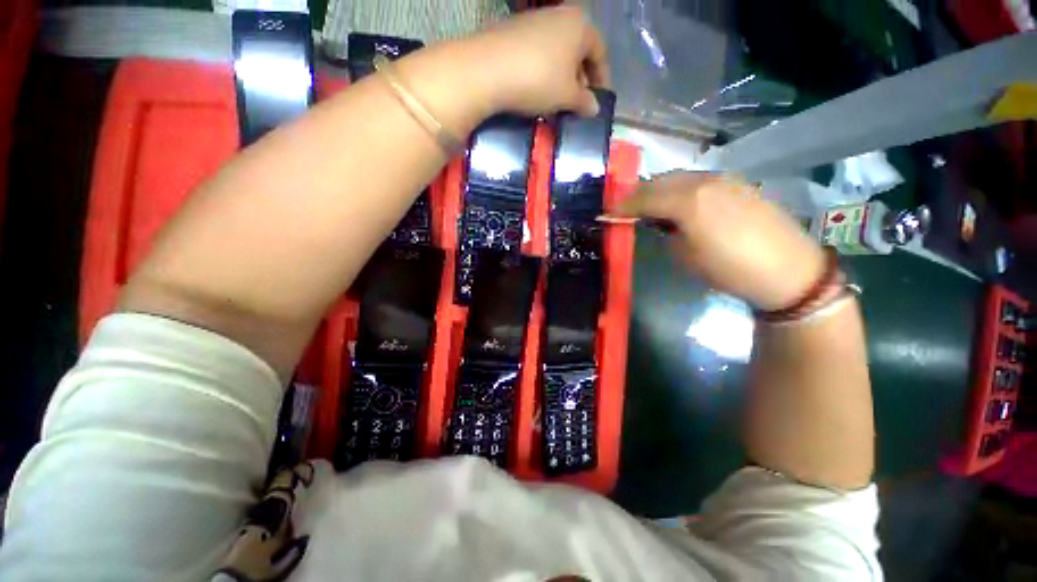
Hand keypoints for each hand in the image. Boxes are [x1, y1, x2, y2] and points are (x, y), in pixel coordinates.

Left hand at [461, 6, 609, 116]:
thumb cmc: (538, 80)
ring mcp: (533, 21)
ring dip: (560, 78)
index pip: (600, 53)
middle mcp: (559, 15)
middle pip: (578, 51)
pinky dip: (542, 72)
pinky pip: (537, 54)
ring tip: (555, 101)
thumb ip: (584, 102)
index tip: (598, 102)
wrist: (486, 70)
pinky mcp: (513, 31)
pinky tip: (536, 91)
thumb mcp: (567, 96)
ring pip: (557, 53)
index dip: (602, 80)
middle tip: (576, 104)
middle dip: (580, 80)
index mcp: (580, 24)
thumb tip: (594, 107)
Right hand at [616, 172, 826, 310]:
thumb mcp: (686, 257)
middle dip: (638, 194)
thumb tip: (657, 222)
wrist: (788, 269)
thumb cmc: (730, 268)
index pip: (644, 198)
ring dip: (659, 189)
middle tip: (625, 208)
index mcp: (688, 202)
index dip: (623, 206)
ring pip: (678, 177)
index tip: (608, 213)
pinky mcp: (736, 182)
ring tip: (649, 205)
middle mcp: (703, 181)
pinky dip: (679, 188)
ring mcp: (723, 178)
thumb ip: (665, 233)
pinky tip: (678, 202)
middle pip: (660, 181)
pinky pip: (697, 179)